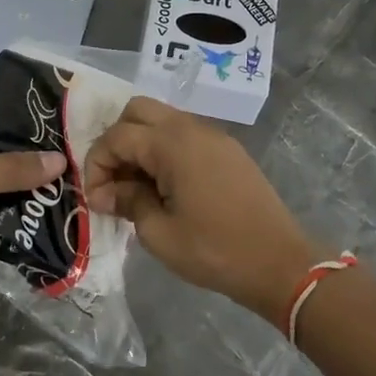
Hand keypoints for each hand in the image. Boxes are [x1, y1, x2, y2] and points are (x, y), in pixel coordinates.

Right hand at [84, 98, 319, 323]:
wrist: (280, 264)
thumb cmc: (214, 251)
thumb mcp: (159, 233)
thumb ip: (128, 202)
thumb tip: (106, 193)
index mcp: (172, 143)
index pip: (117, 136)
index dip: (97, 165)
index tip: (96, 199)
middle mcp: (192, 128)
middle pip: (137, 111)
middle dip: (116, 142)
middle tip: (113, 181)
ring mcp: (214, 136)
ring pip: (162, 120)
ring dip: (141, 145)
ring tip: (136, 187)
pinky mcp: (228, 151)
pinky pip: (184, 136)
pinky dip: (164, 151)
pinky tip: (164, 187)